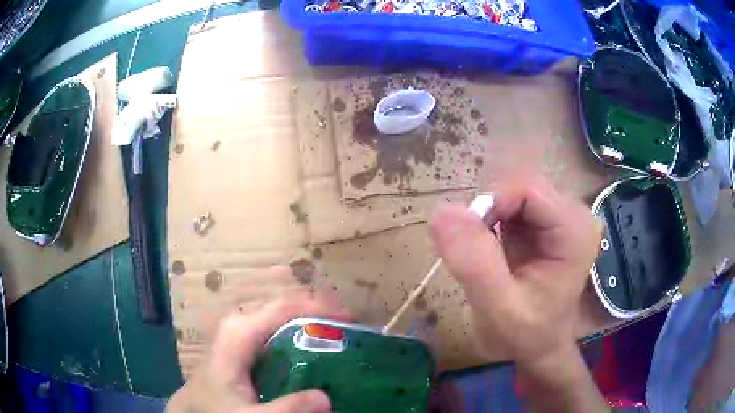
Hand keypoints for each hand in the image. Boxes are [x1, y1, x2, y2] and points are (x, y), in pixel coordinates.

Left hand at [167, 295, 349, 412]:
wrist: (192, 409)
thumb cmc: (215, 408)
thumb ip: (285, 410)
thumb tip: (326, 398)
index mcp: (240, 333)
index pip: (284, 308)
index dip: (319, 308)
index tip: (350, 320)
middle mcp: (243, 327)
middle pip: (288, 311)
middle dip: (320, 317)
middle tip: (352, 333)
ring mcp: (244, 338)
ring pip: (284, 324)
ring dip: (313, 330)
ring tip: (341, 343)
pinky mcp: (247, 351)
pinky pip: (279, 339)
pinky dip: (301, 343)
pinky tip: (316, 359)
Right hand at [429, 177, 600, 369]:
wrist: (539, 349)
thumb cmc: (525, 335)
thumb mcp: (498, 308)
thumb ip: (474, 262)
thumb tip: (441, 211)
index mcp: (574, 231)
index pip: (527, 190)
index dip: (491, 205)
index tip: (467, 241)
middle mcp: (574, 215)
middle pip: (520, 189)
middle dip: (489, 214)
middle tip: (474, 254)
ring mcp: (562, 217)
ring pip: (513, 194)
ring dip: (489, 218)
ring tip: (483, 256)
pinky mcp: (548, 223)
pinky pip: (513, 206)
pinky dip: (493, 222)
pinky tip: (491, 250)